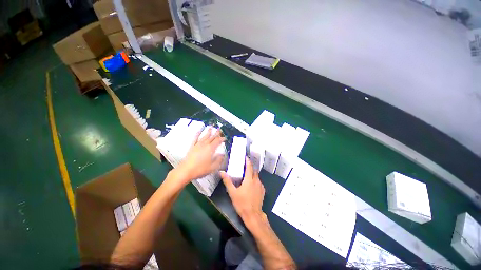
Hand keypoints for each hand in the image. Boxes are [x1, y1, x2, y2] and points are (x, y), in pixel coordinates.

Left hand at [176, 127, 225, 183]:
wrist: (186, 170)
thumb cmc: (200, 169)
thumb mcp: (213, 167)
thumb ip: (219, 160)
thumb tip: (222, 155)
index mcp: (211, 149)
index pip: (218, 141)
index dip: (222, 139)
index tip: (224, 138)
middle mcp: (205, 145)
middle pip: (212, 137)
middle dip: (216, 133)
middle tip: (219, 129)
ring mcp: (198, 145)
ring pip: (205, 136)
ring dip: (208, 131)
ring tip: (211, 127)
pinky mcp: (192, 147)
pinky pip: (195, 138)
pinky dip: (197, 134)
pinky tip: (199, 131)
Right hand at [220, 158, 265, 221]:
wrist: (253, 215)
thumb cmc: (242, 203)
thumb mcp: (232, 192)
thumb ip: (227, 181)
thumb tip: (221, 172)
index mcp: (249, 179)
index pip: (249, 167)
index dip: (248, 161)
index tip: (245, 157)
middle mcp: (256, 181)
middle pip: (254, 170)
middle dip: (250, 167)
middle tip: (244, 167)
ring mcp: (261, 186)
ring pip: (257, 176)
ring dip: (253, 174)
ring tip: (247, 176)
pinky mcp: (263, 191)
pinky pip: (259, 182)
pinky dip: (255, 181)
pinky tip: (251, 185)